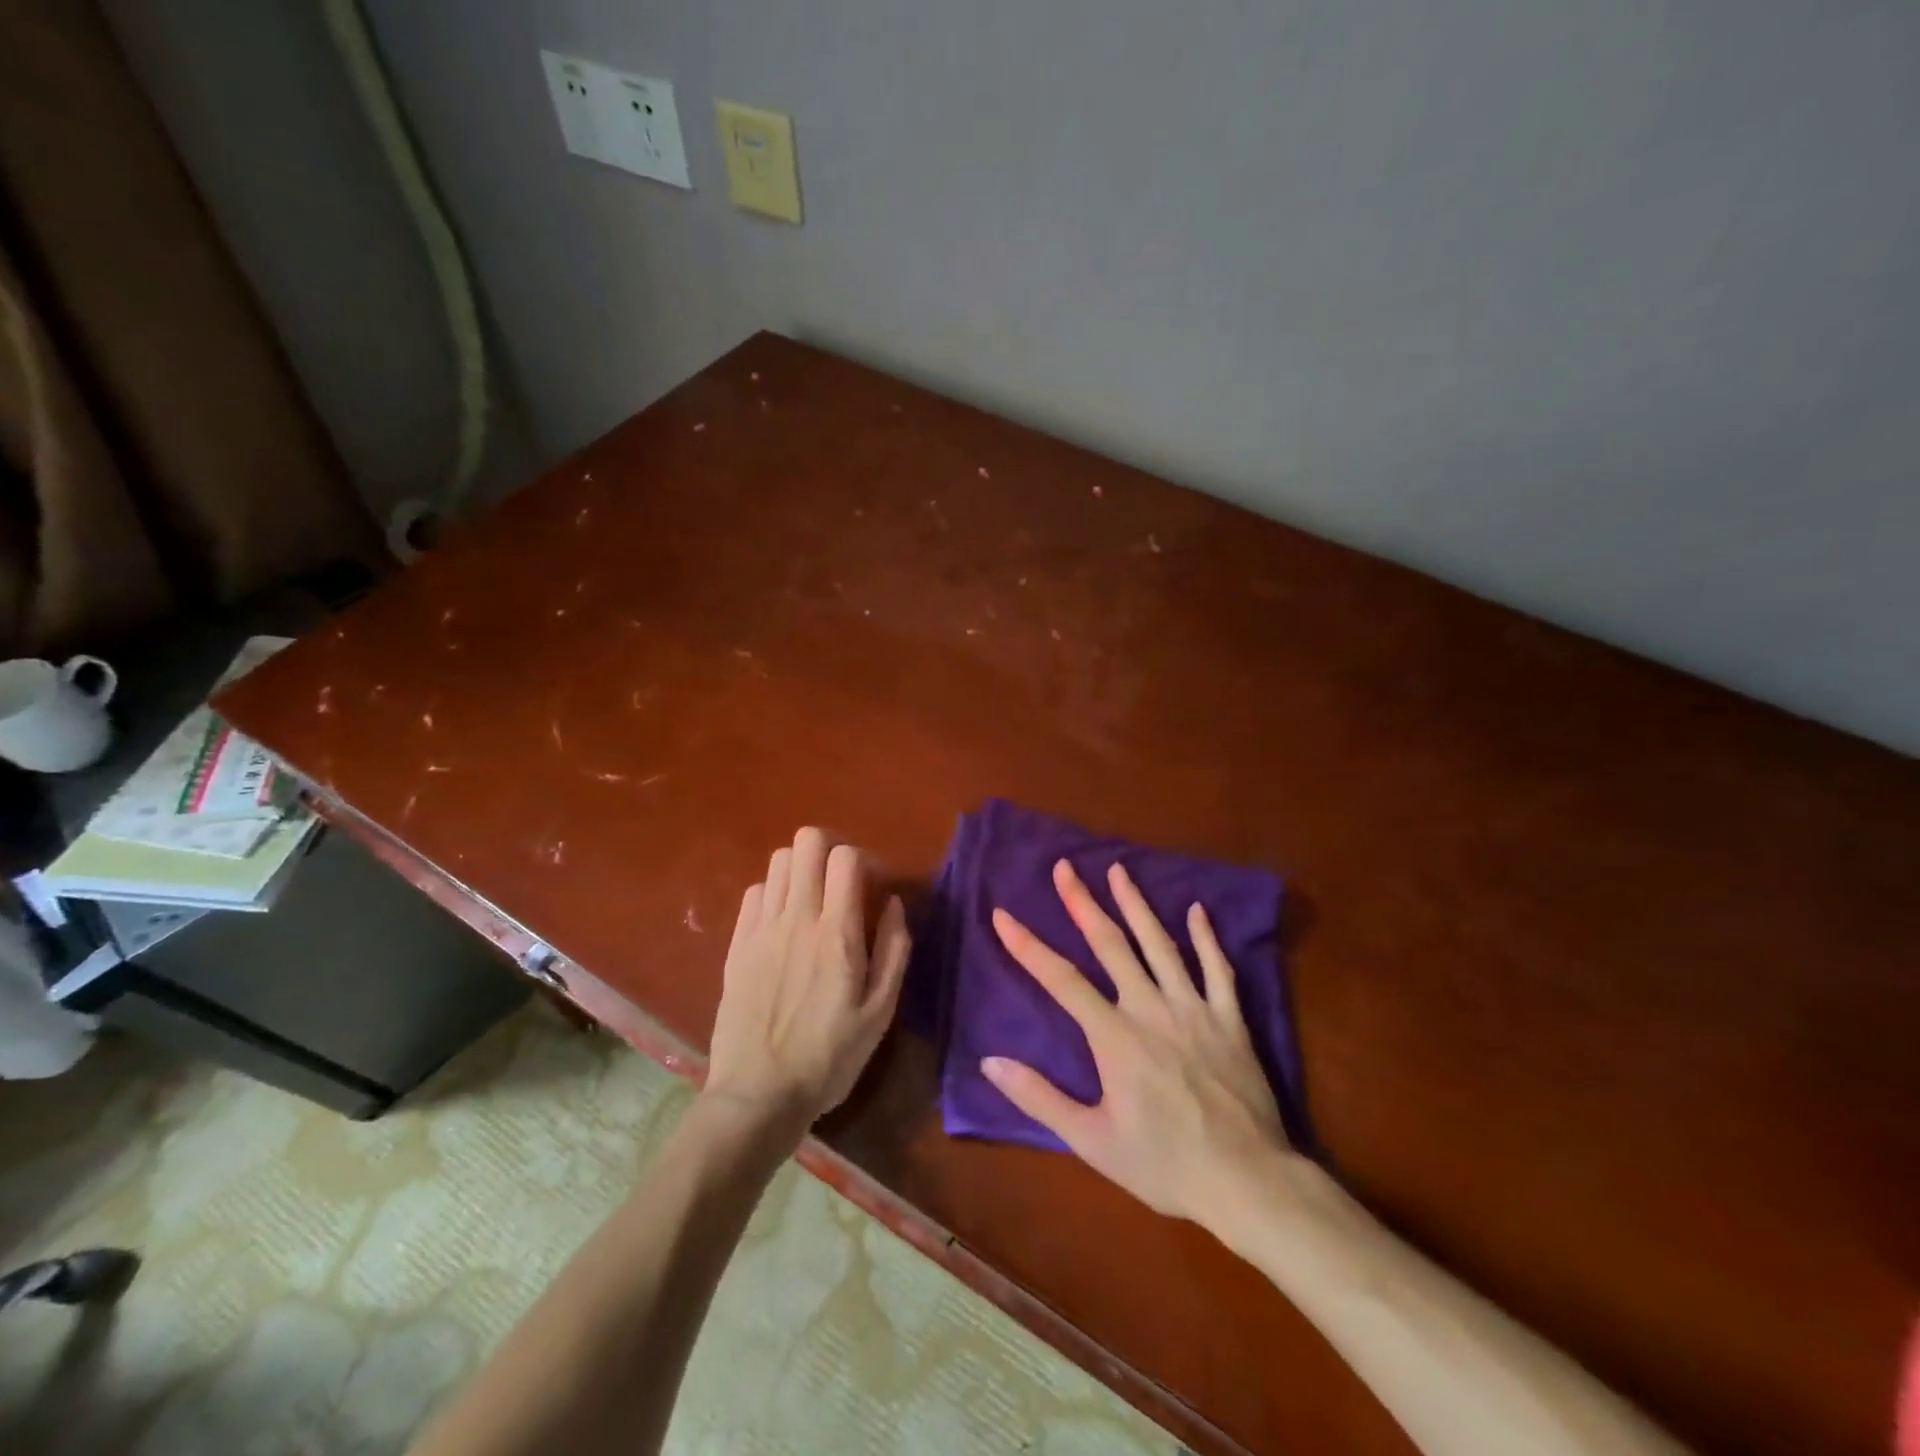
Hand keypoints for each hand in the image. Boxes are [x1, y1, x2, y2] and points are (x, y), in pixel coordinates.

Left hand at [704, 827, 910, 1132]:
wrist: (757, 1096)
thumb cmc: (829, 1058)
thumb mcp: (880, 1012)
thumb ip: (893, 949)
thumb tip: (893, 902)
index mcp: (836, 933)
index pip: (845, 857)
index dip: (864, 858)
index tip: (874, 885)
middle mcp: (796, 918)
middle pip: (806, 843)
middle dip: (830, 848)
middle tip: (843, 878)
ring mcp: (761, 929)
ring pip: (778, 861)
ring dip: (802, 867)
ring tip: (814, 897)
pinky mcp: (736, 945)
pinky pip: (754, 892)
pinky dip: (774, 892)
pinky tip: (784, 919)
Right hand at [983, 859, 1289, 1224]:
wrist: (1247, 1182)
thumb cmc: (1163, 1165)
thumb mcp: (1091, 1140)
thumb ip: (1039, 1098)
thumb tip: (990, 1062)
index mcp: (1114, 1036)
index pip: (1061, 979)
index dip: (1027, 946)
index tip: (1002, 914)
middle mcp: (1150, 1008)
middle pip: (1110, 944)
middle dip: (1083, 902)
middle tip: (1065, 867)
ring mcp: (1194, 1008)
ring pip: (1160, 944)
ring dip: (1136, 904)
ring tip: (1118, 870)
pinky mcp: (1229, 1019)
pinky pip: (1217, 969)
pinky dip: (1206, 937)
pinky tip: (1197, 909)